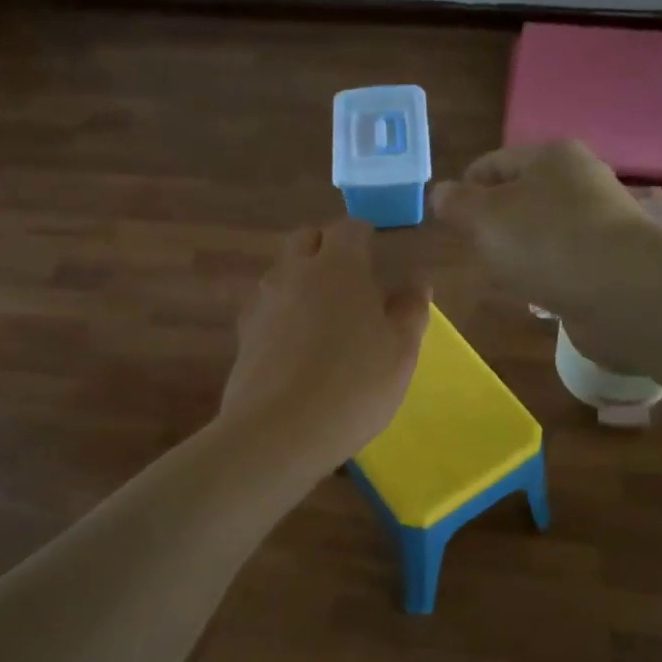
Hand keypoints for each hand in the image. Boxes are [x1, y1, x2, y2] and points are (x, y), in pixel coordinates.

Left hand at [220, 220, 430, 475]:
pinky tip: (297, 344)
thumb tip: (416, 282)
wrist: (279, 432)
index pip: (349, 228)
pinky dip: (283, 312)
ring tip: (323, 314)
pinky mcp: (244, 334)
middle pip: (305, 239)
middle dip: (326, 247)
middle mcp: (294, 272)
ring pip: (282, 272)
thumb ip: (411, 310)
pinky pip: (267, 307)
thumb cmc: (354, 386)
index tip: (376, 253)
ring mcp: (263, 302)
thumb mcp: (401, 351)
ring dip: (302, 279)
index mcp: (338, 266)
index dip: (364, 236)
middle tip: (350, 278)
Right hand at [431, 140, 649, 315]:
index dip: (464, 188)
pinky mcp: (612, 261)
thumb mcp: (483, 217)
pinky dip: (546, 274)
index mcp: (551, 156)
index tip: (445, 221)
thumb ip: (456, 203)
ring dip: (520, 251)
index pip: (494, 163)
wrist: (623, 291)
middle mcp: (581, 181)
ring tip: (500, 276)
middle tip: (471, 251)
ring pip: (543, 231)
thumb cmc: (545, 242)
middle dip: (493, 222)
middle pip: (522, 196)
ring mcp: (601, 222)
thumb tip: (440, 193)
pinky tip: (536, 294)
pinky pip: (565, 262)